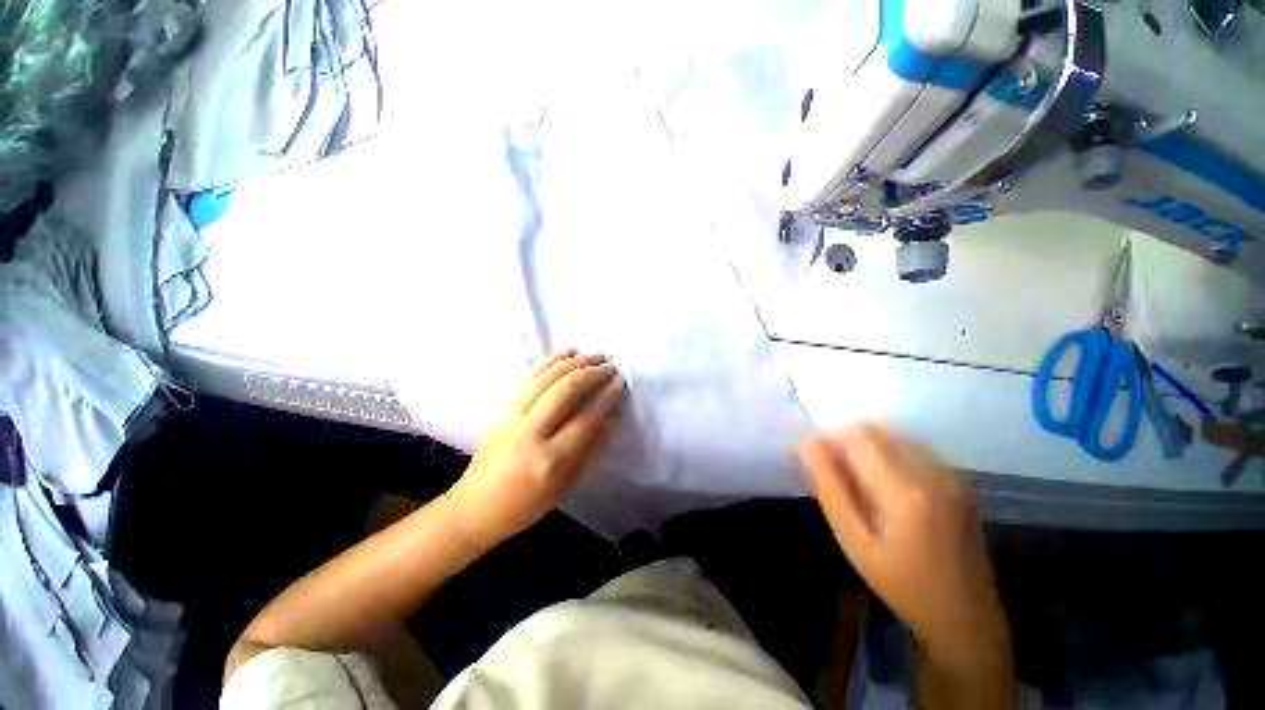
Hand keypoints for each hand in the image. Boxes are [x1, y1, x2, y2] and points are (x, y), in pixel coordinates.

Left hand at [446, 350, 626, 546]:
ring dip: (574, 362)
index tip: (620, 382)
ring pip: (546, 378)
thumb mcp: (567, 484)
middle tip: (610, 366)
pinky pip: (528, 376)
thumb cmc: (527, 503)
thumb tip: (613, 418)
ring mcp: (512, 416)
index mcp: (551, 460)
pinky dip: (549, 360)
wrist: (476, 505)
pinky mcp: (502, 407)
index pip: (586, 418)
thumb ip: (592, 449)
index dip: (606, 396)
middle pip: (566, 391)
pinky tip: (566, 352)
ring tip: (594, 355)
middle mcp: (531, 432)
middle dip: (592, 373)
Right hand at [799, 425, 1010, 667]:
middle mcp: (934, 473)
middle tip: (838, 476)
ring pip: (896, 434)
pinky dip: (890, 453)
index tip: (818, 463)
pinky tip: (887, 487)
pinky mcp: (960, 480)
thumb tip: (807, 443)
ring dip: (869, 447)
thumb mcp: (854, 541)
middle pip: (878, 430)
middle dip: (848, 442)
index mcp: (906, 492)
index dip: (831, 441)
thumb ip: (830, 488)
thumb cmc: (902, 585)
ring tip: (862, 483)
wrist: (967, 618)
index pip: (858, 437)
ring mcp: (952, 474)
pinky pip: (914, 447)